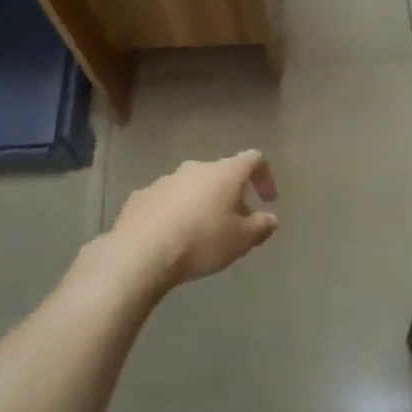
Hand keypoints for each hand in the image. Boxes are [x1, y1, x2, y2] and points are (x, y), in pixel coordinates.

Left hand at [111, 152, 279, 288]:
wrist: (141, 251)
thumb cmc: (200, 242)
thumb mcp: (240, 240)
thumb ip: (260, 226)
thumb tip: (270, 218)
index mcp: (223, 173)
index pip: (253, 160)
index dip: (265, 177)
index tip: (268, 200)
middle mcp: (195, 168)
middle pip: (221, 174)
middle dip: (232, 195)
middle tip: (236, 222)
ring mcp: (166, 179)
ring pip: (193, 186)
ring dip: (203, 202)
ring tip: (204, 232)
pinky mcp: (142, 195)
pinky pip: (167, 199)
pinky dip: (176, 212)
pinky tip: (173, 236)